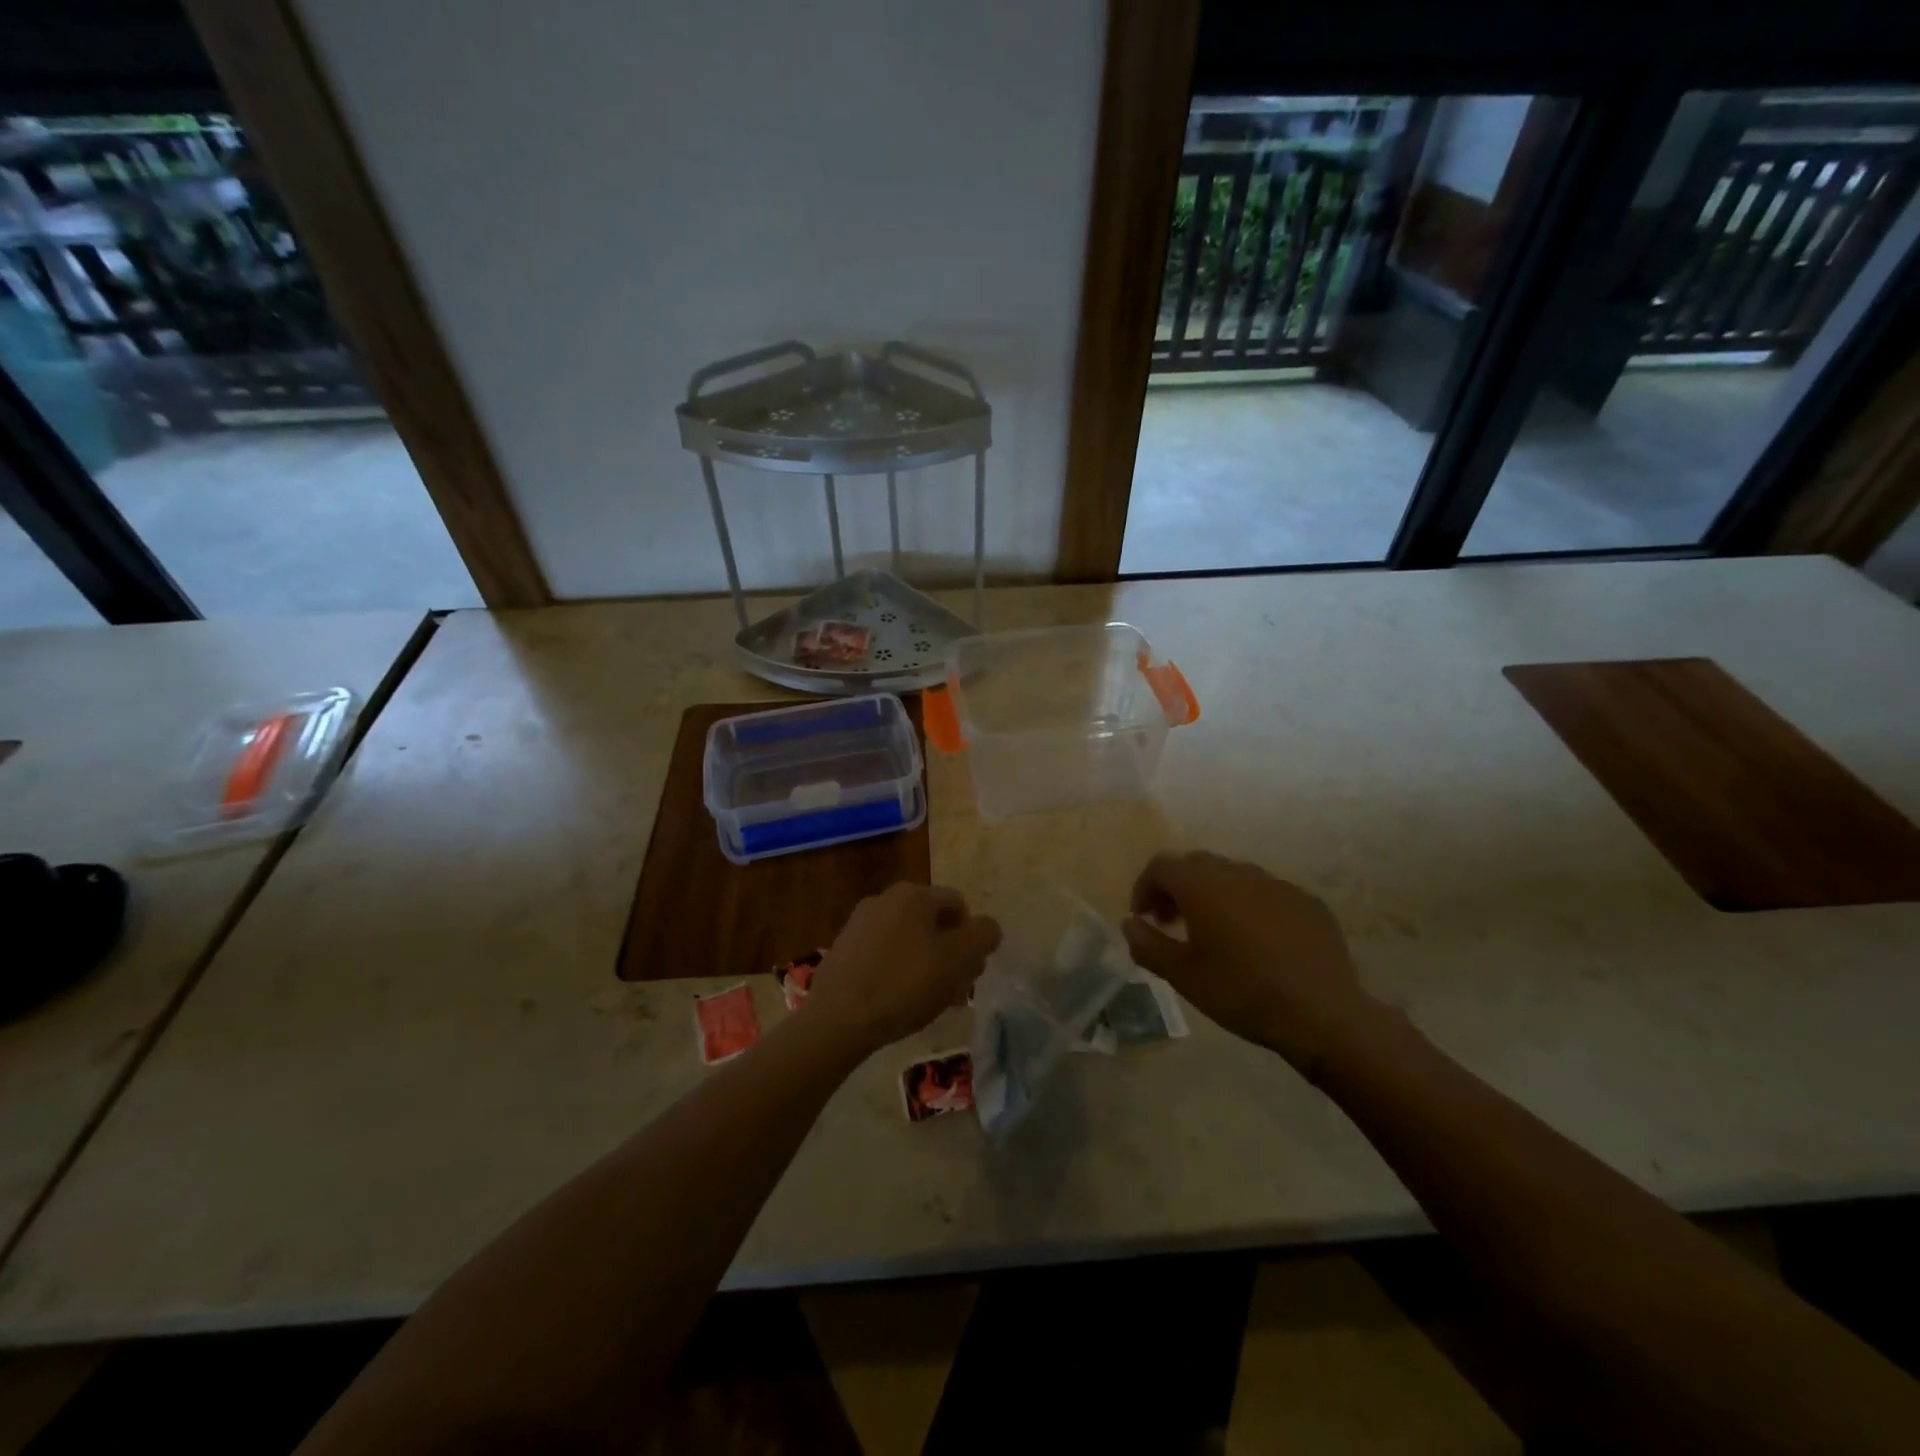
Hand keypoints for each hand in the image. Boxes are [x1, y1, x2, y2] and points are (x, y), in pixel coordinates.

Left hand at [807, 882, 1001, 1054]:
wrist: (838, 1017)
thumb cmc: (905, 984)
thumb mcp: (958, 960)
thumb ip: (982, 936)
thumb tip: (987, 928)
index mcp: (915, 894)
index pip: (958, 904)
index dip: (972, 937)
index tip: (971, 971)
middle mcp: (885, 898)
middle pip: (931, 922)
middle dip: (948, 952)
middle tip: (954, 988)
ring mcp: (859, 922)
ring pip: (907, 939)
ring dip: (923, 963)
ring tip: (927, 1001)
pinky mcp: (842, 949)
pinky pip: (882, 954)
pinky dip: (896, 971)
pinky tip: (897, 1002)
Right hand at [1123, 851, 1377, 1073]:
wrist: (1322, 1015)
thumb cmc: (1241, 992)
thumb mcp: (1183, 975)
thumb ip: (1148, 944)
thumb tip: (1130, 923)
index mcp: (1203, 886)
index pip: (1161, 866)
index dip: (1145, 888)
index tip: (1144, 919)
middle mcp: (1238, 873)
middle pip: (1196, 865)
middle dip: (1177, 888)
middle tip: (1173, 924)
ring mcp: (1277, 884)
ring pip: (1233, 875)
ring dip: (1214, 894)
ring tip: (1216, 933)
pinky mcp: (1307, 901)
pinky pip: (1267, 892)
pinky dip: (1250, 906)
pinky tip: (1258, 941)